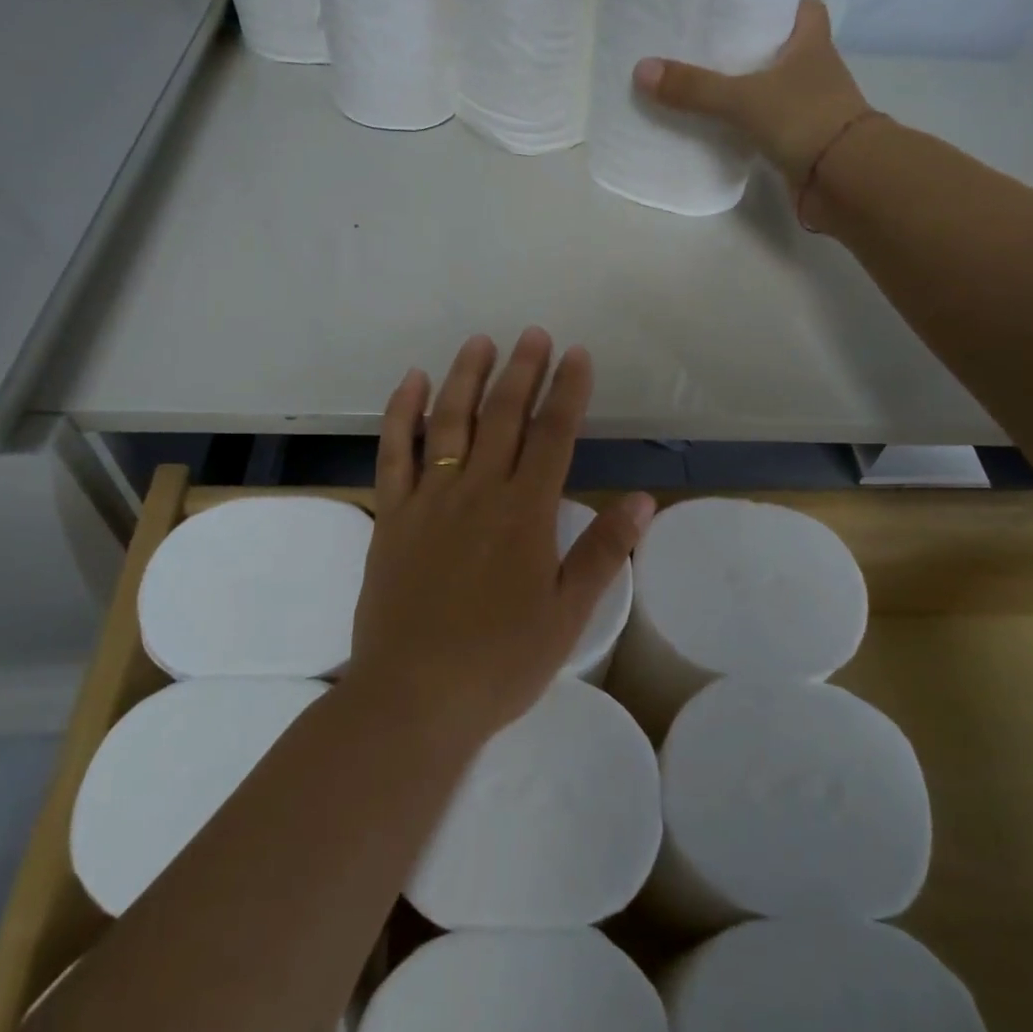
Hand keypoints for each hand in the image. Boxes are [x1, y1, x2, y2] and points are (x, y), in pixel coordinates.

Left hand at [349, 329, 654, 744]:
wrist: (414, 697)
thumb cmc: (500, 661)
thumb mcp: (567, 614)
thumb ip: (602, 551)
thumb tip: (642, 499)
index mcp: (526, 513)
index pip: (554, 435)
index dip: (568, 391)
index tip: (576, 355)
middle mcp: (478, 491)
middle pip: (503, 416)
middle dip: (522, 370)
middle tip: (533, 334)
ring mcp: (429, 499)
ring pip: (450, 421)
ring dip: (466, 376)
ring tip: (480, 341)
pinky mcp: (391, 515)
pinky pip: (394, 452)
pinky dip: (403, 412)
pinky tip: (413, 382)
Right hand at [632, 0, 870, 187]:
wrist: (844, 179)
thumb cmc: (804, 119)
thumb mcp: (743, 98)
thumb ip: (695, 87)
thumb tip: (642, 70)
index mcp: (812, 41)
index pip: (801, 8)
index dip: (774, 5)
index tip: (740, 8)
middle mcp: (815, 69)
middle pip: (781, 49)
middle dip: (750, 49)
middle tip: (706, 47)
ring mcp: (811, 108)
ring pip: (774, 89)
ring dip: (748, 90)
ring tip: (703, 86)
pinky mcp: (802, 142)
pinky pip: (769, 126)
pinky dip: (749, 126)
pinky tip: (719, 128)